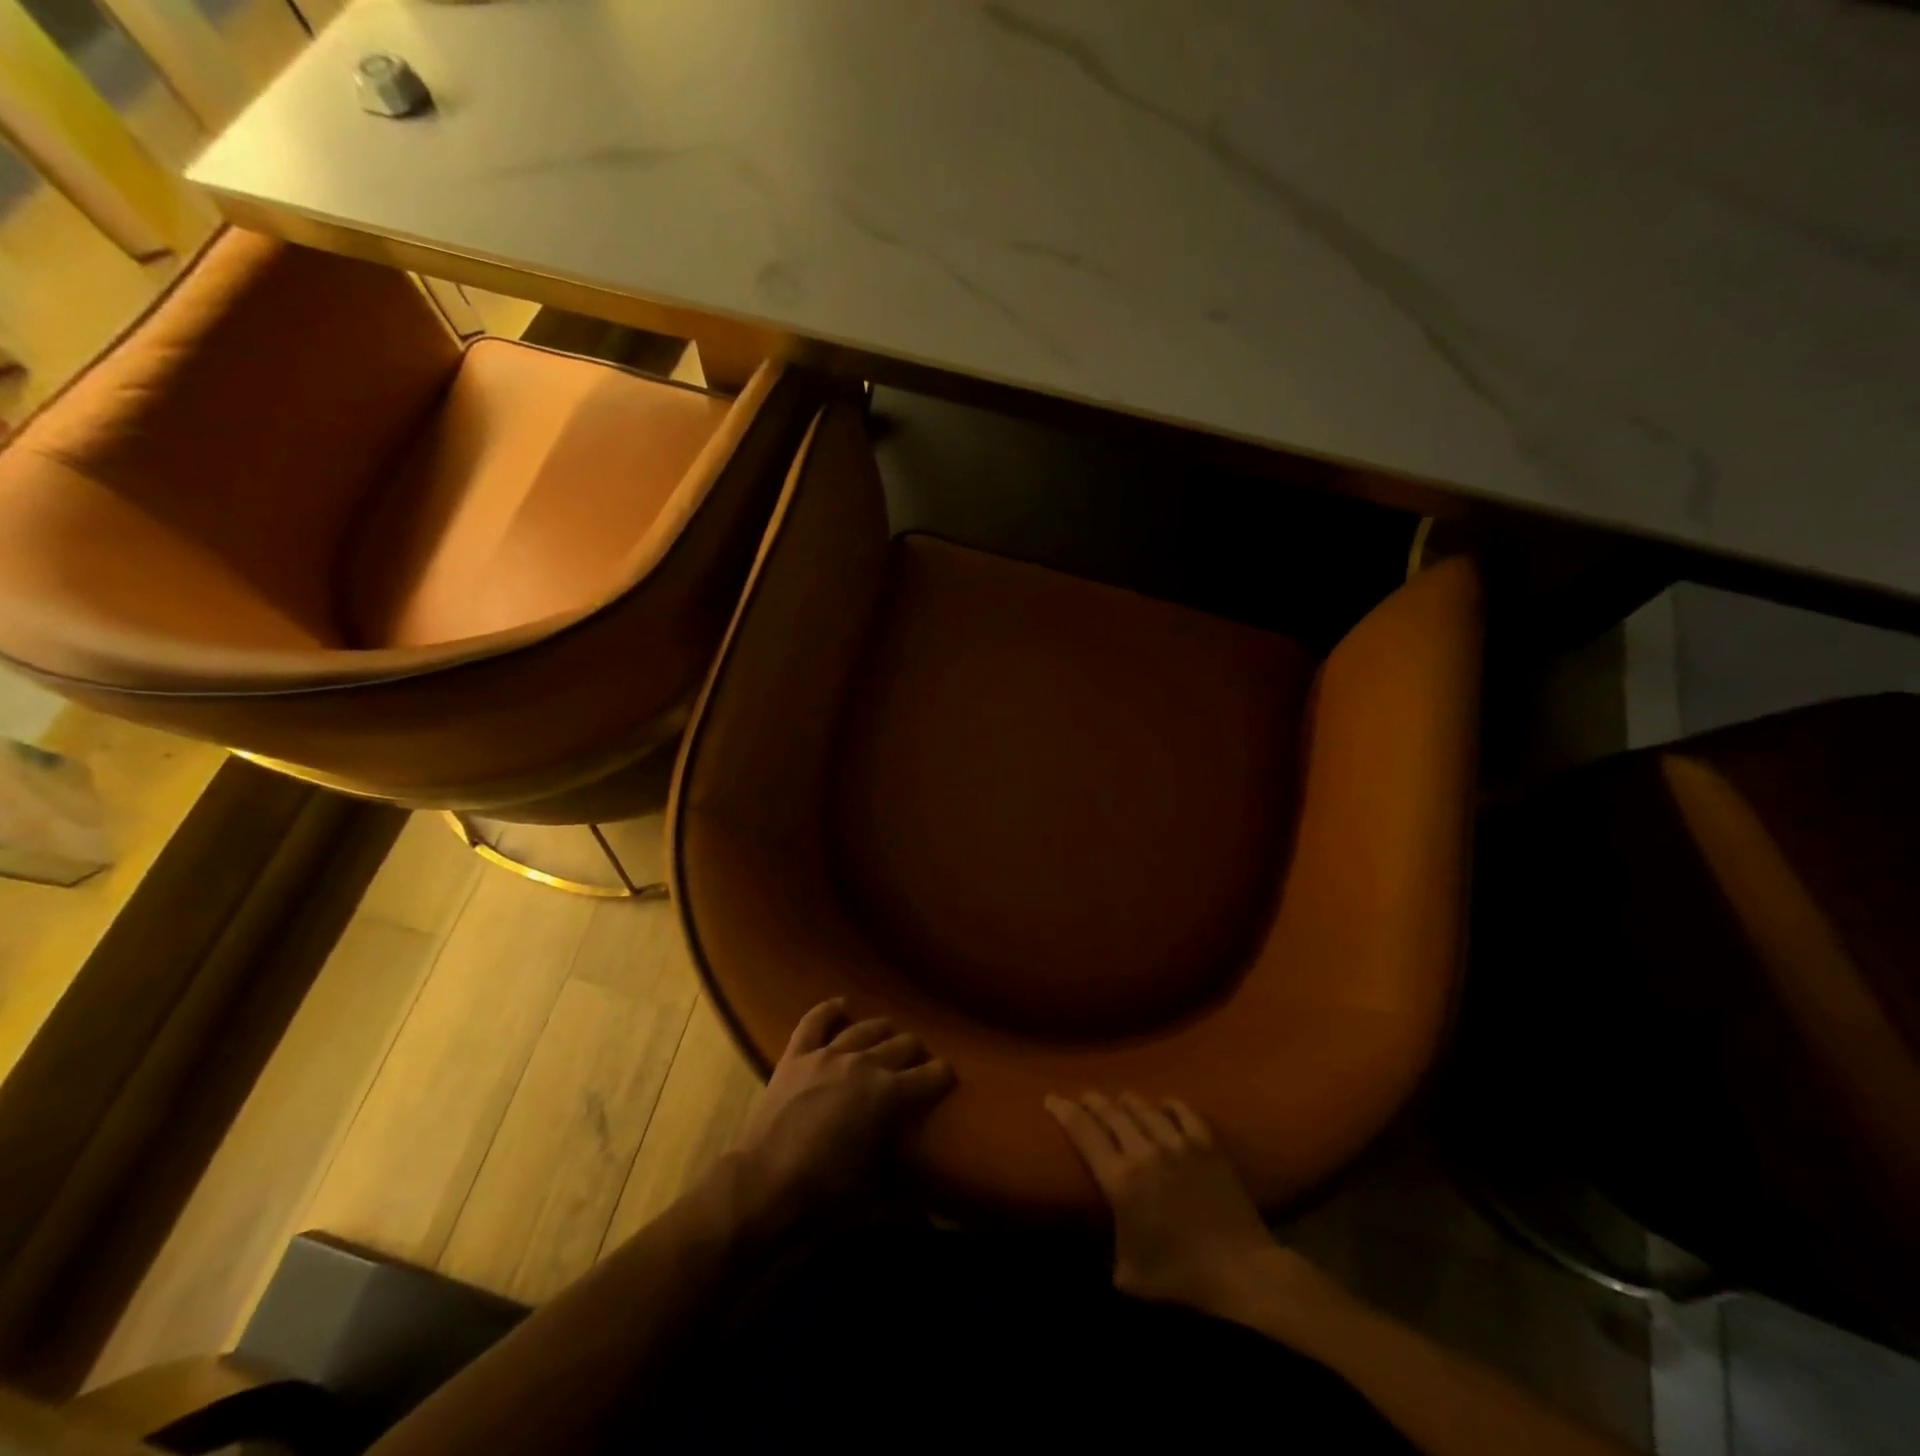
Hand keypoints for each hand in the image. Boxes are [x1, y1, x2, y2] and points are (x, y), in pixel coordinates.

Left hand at [729, 999, 952, 1229]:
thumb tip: (937, 1218)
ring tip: (890, 1034)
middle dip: (915, 1052)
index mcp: (888, 1094)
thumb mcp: (874, 1198)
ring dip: (882, 1031)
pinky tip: (841, 1004)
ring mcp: (828, 1055)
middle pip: (901, 1044)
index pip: (930, 1076)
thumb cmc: (824, 1195)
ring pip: (865, 1029)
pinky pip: (814, 1022)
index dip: (943, 1075)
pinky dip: (829, 1010)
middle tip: (919, 1062)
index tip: (949, 1076)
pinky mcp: (796, 1056)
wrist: (761, 1187)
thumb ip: (907, 1198)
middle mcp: (864, 1064)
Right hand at [1046, 1091, 1284, 1316]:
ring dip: (1127, 1100)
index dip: (1064, 1111)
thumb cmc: (1180, 1281)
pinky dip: (1169, 1104)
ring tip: (1119, 1099)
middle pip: (1111, 1112)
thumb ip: (1107, 1245)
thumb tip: (1095, 1237)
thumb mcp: (1128, 1274)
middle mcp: (1145, 1151)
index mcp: (1120, 1179)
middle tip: (1082, 1097)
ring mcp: (1179, 1143)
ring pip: (1145, 1107)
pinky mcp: (1208, 1145)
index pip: (1083, 1131)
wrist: (1242, 1274)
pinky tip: (1163, 1104)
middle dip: (1092, 1101)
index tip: (1051, 1098)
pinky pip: (1184, 1111)